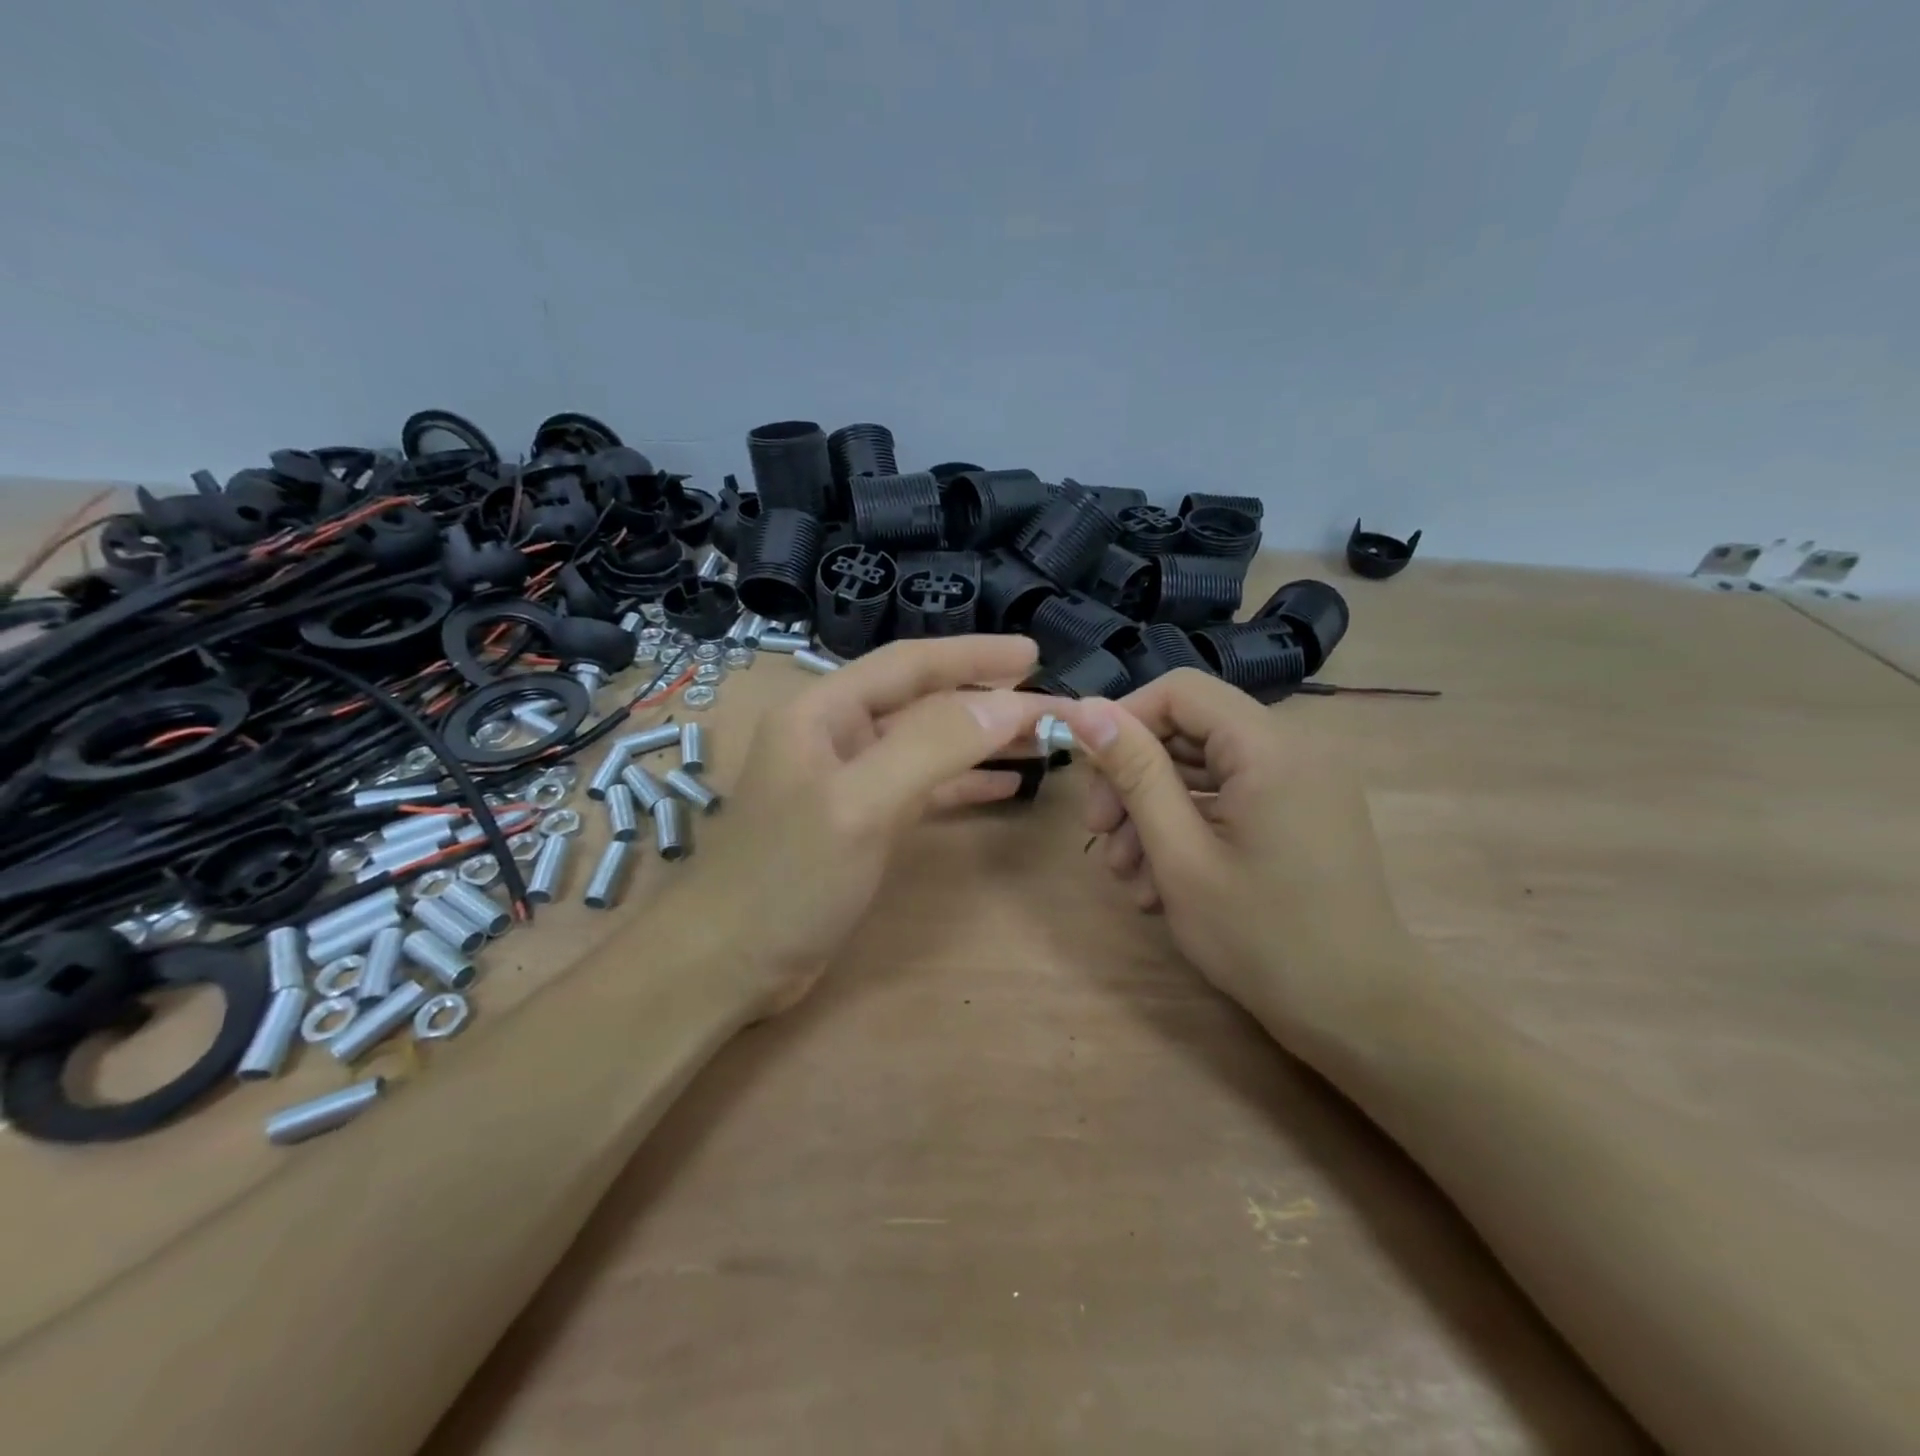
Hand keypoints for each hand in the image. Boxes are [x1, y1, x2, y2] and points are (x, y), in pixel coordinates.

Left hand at [673, 636, 1051, 1018]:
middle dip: (986, 700)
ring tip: (1040, 740)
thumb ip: (931, 747)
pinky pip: (922, 788)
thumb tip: (1007, 705)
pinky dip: (962, 782)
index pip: (909, 664)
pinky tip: (1004, 785)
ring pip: (927, 745)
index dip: (973, 655)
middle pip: (922, 702)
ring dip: (981, 740)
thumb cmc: (787, 878)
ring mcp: (848, 781)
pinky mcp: (860, 823)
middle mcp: (835, 736)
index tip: (1032, 656)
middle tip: (1052, 703)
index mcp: (823, 712)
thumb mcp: (860, 805)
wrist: (728, 963)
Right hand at [1050, 671, 1411, 1041]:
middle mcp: (1292, 749)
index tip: (1089, 775)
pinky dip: (1189, 829)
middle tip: (1100, 837)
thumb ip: (1135, 773)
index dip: (1124, 721)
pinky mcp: (1300, 814)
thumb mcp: (1180, 854)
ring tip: (1129, 877)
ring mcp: (1301, 784)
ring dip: (1154, 813)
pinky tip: (1162, 884)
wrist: (1360, 1016)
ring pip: (1204, 771)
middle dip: (1134, 779)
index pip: (1179, 691)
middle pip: (1189, 732)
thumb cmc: (1262, 936)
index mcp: (1268, 746)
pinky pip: (1230, 800)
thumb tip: (1086, 708)